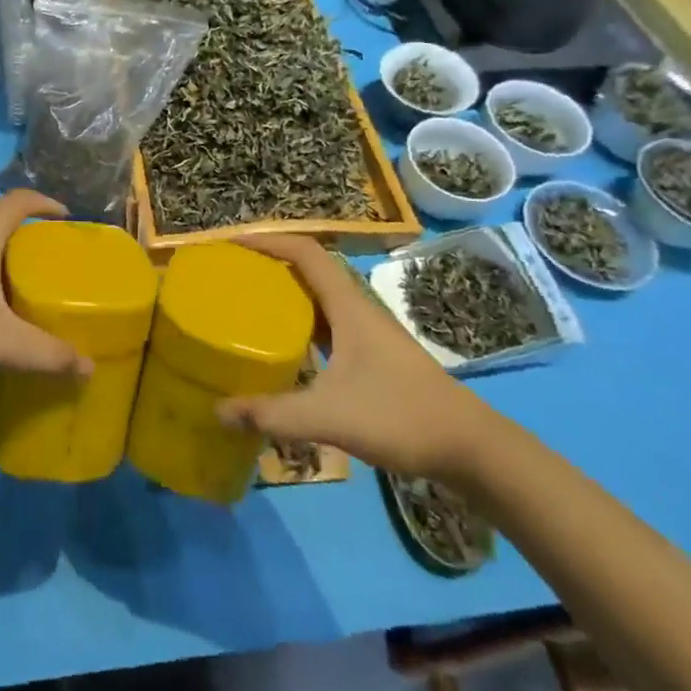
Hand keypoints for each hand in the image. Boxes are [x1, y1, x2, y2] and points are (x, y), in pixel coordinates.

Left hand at [0, 190, 90, 385]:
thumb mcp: (2, 342)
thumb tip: (89, 367)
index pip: (18, 200)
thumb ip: (47, 354)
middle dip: (28, 237)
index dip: (45, 202)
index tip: (66, 218)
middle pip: (0, 223)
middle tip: (51, 262)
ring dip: (2, 258)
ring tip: (23, 287)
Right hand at [216, 235, 498, 480]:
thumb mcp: (331, 416)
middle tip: (232, 276)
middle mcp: (357, 310)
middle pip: (309, 271)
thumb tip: (219, 411)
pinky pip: (326, 326)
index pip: (306, 253)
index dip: (270, 241)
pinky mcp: (372, 357)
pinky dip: (300, 325)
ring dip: (285, 295)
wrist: (471, 448)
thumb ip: (274, 415)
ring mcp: (367, 334)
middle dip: (270, 266)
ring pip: (318, 300)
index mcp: (349, 306)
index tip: (234, 244)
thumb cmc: (401, 416)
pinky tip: (284, 350)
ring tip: (247, 306)